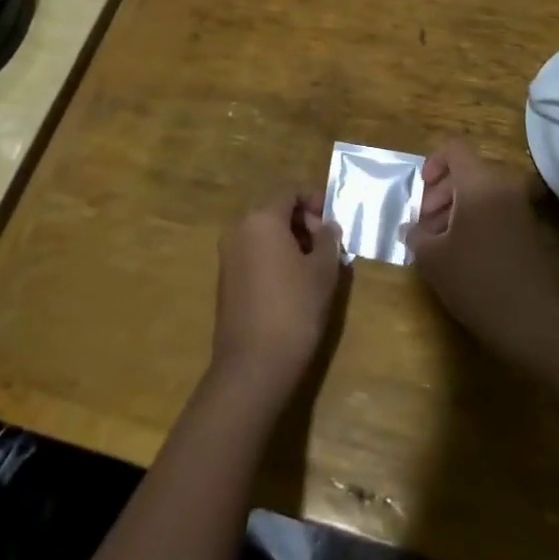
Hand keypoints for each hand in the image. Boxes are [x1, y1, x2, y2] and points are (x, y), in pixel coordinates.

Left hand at [211, 192, 345, 404]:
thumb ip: (328, 240)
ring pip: (264, 234)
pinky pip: (254, 254)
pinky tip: (293, 284)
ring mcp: (228, 255)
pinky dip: (274, 258)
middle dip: (303, 222)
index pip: (290, 192)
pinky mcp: (225, 280)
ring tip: (314, 266)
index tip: (333, 222)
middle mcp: (239, 229)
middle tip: (327, 246)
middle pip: (275, 211)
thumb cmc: (294, 309)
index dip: (315, 201)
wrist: (253, 367)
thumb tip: (327, 226)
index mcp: (262, 218)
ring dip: (289, 241)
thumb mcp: (323, 271)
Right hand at [406, 142, 558, 365]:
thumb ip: (416, 235)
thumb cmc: (476, 281)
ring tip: (440, 243)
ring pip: (481, 192)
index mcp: (479, 183)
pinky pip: (496, 210)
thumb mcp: (433, 259)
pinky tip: (463, 254)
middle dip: (440, 193)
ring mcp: (520, 207)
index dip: (433, 164)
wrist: (532, 321)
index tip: (421, 193)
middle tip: (425, 226)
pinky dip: (476, 221)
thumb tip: (410, 229)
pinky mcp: (528, 229)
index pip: (455, 149)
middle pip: (467, 172)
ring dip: (456, 209)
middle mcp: (503, 186)